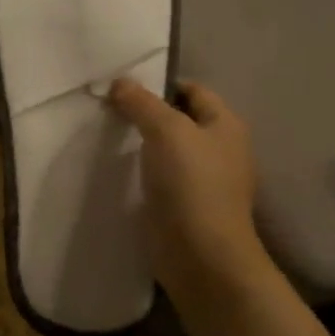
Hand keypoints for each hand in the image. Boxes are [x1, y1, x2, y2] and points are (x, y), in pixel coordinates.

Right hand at [109, 78, 269, 303]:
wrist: (200, 253)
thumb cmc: (191, 184)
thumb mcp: (166, 131)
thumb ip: (142, 103)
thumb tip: (119, 82)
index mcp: (226, 125)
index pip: (193, 90)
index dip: (160, 84)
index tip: (122, 88)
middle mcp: (220, 148)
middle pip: (180, 119)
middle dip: (146, 113)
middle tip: (108, 110)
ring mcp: (204, 179)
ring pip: (168, 149)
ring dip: (142, 143)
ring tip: (108, 137)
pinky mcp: (186, 204)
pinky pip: (161, 176)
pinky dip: (142, 170)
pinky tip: (118, 170)